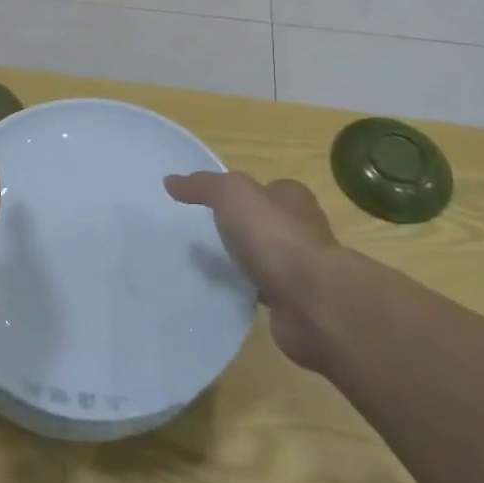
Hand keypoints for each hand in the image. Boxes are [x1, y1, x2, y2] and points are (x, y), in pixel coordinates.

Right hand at [165, 171, 342, 366]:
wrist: (312, 301)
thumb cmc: (275, 237)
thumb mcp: (232, 196)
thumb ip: (203, 186)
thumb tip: (170, 181)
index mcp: (294, 198)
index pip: (268, 188)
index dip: (244, 194)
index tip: (213, 205)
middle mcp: (303, 229)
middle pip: (268, 223)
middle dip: (242, 229)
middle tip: (205, 236)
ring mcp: (301, 268)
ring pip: (266, 259)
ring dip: (245, 262)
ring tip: (209, 266)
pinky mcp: (296, 301)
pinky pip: (265, 291)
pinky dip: (248, 292)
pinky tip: (226, 294)